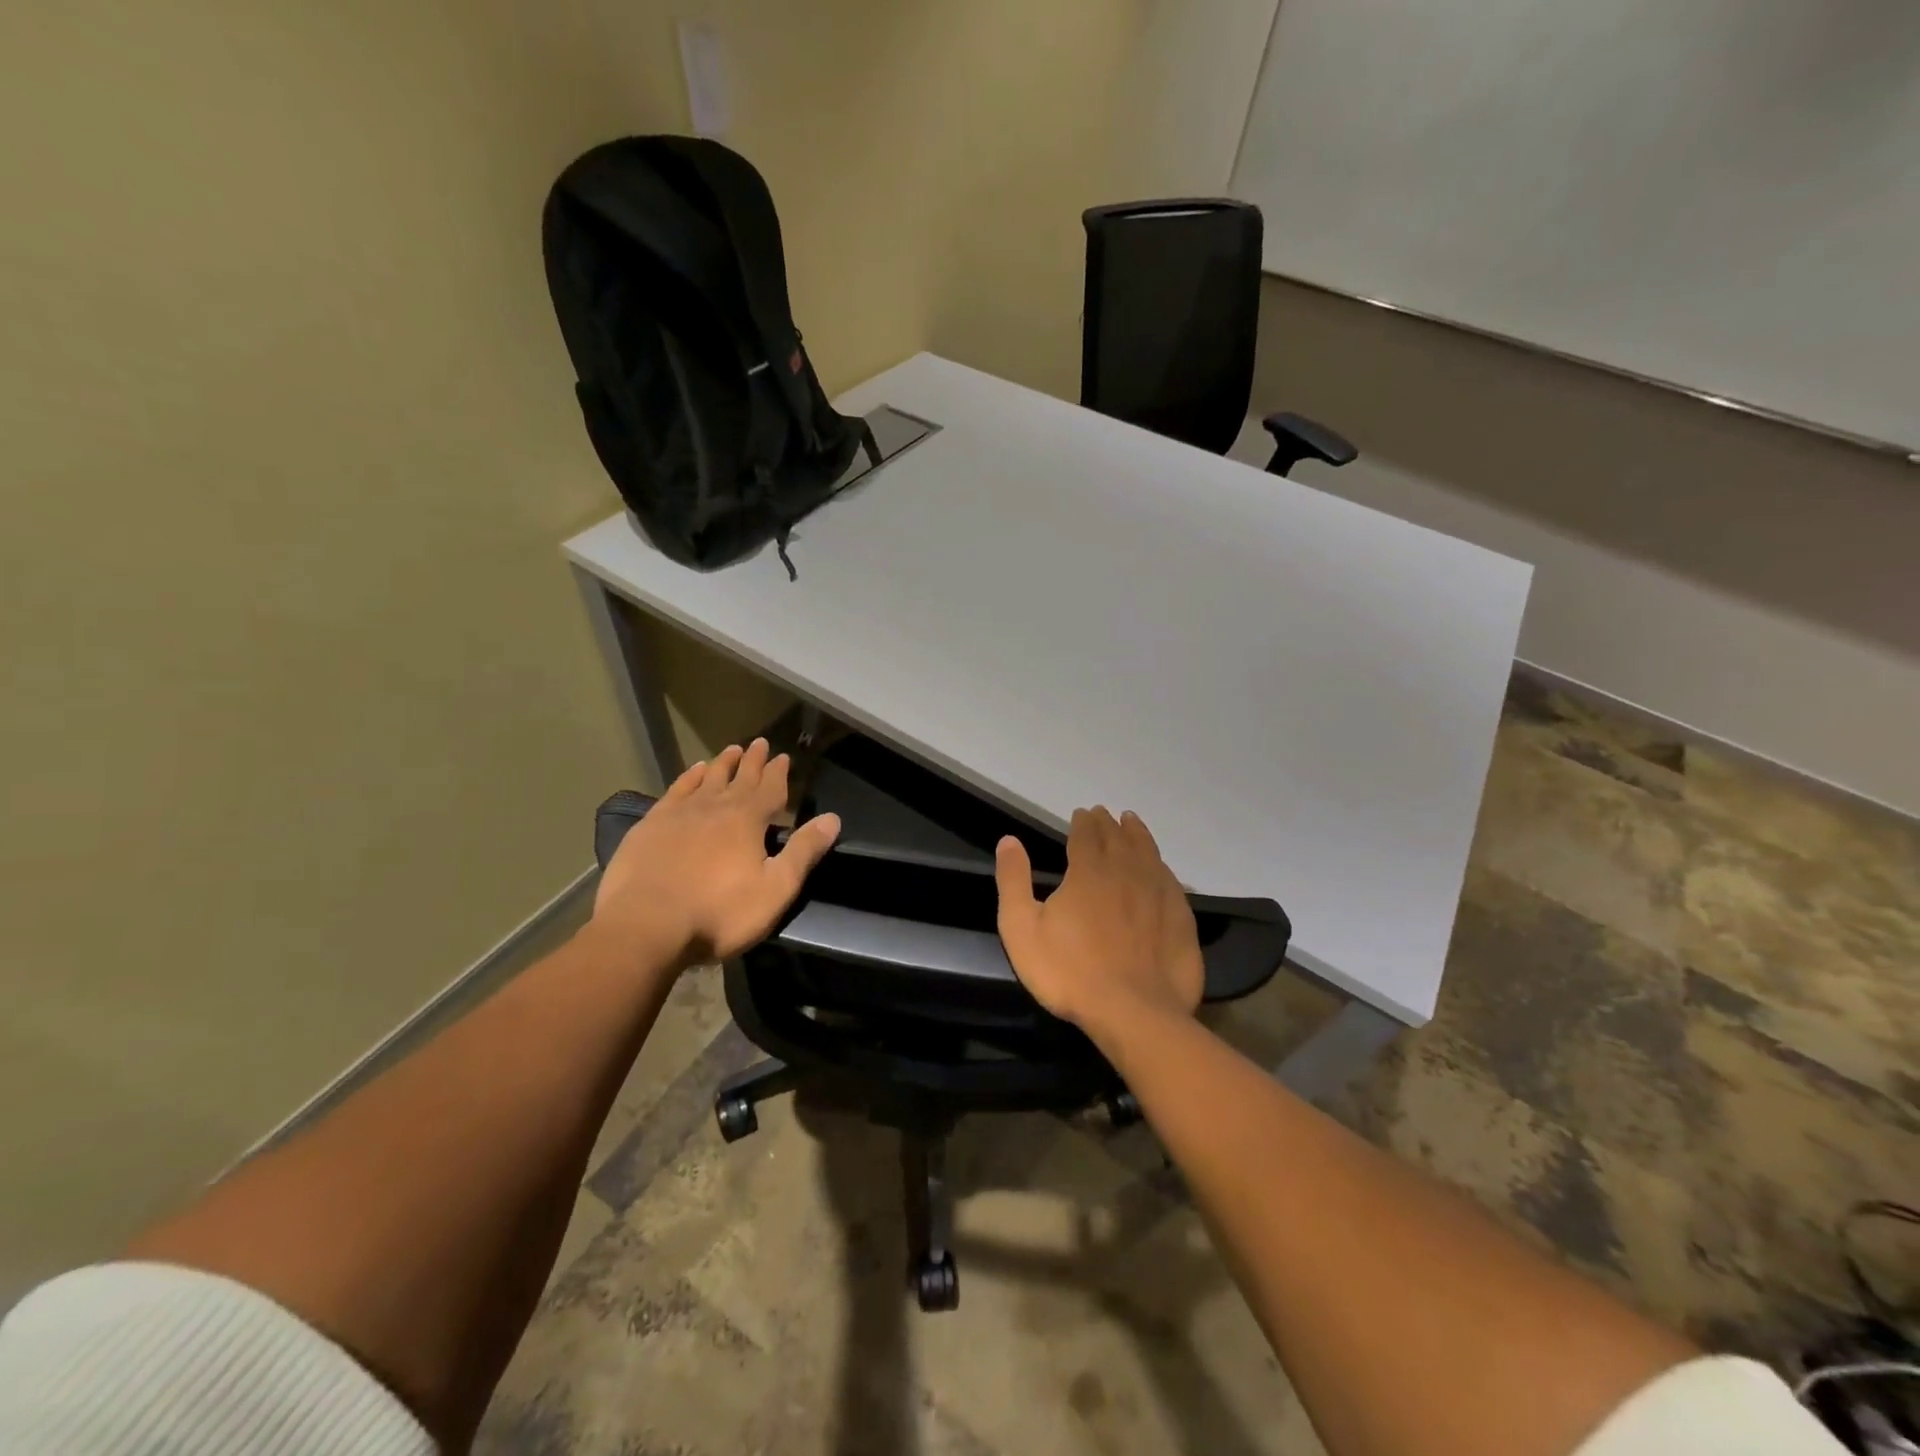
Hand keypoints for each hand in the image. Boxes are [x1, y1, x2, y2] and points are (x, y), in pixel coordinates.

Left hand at [588, 739, 840, 971]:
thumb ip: (803, 852)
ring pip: (706, 778)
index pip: (769, 788)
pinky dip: (687, 778)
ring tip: (731, 750)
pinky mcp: (650, 825)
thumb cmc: (719, 913)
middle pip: (739, 777)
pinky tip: (692, 772)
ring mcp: (679, 813)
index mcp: (747, 820)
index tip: (783, 756)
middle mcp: (715, 807)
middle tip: (760, 743)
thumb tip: (832, 819)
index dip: (778, 773)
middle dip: (752, 761)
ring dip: (722, 764)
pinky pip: (675, 791)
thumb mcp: (775, 889)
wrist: (645, 926)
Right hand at [994, 807, 1203, 1035]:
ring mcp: (1158, 894)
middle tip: (1105, 814)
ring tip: (1132, 823)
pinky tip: (1160, 867)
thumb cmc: (1069, 972)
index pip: (1086, 835)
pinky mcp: (1180, 918)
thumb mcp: (1022, 928)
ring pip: (1148, 852)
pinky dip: (1161, 865)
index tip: (1082, 813)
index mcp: (1088, 871)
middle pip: (1118, 838)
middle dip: (1109, 824)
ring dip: (1138, 835)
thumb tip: (1009, 840)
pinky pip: (1170, 879)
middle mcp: (1126, 872)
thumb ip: (1014, 881)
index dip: (1083, 822)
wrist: (1133, 1012)